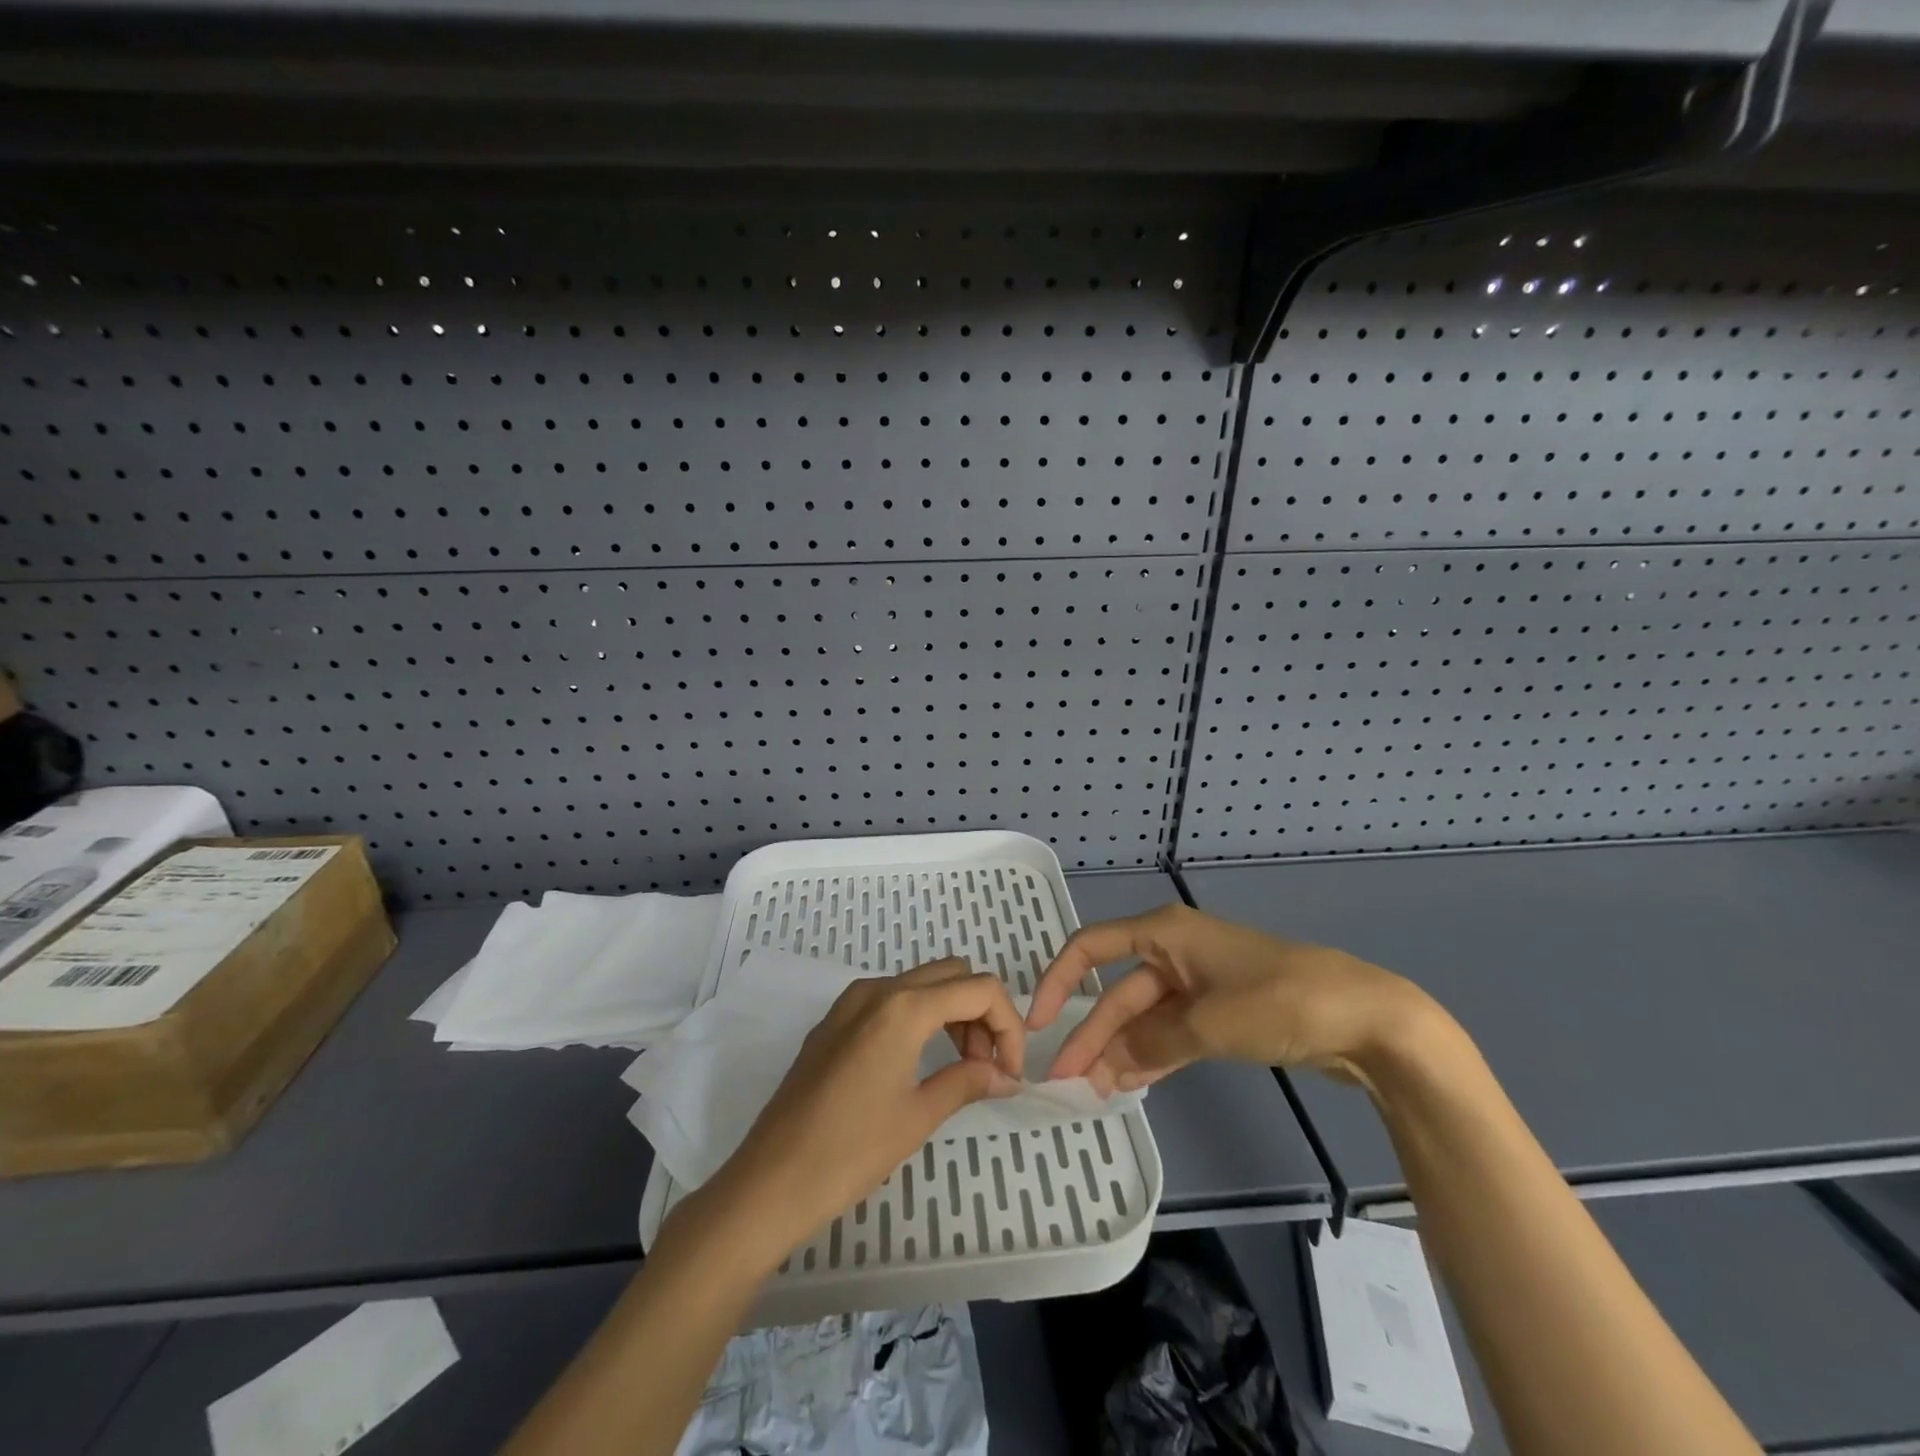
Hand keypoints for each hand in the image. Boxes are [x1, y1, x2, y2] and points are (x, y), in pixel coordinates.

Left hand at [687, 958, 1024, 1270]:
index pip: (980, 989)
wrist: (770, 1181)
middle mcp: (878, 989)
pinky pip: (891, 999)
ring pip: (921, 983)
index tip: (1010, 1072)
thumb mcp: (918, 1116)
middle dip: (980, 1013)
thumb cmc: (850, 1151)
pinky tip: (918, 1062)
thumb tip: (1007, 1076)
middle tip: (985, 1067)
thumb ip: (968, 1082)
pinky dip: (919, 1017)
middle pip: (952, 975)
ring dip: (951, 1013)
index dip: (1008, 1025)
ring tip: (958, 1067)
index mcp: (904, 1006)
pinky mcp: (835, 1020)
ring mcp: (851, 1001)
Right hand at [1028, 903, 1434, 1093]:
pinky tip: (1131, 1084)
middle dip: (1092, 1032)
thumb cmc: (1279, 1000)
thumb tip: (1107, 1067)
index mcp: (1164, 933)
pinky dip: (1152, 1056)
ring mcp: (1198, 983)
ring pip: (1144, 1016)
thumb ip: (1151, 1044)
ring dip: (1120, 1050)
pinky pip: (1172, 1032)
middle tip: (1064, 1079)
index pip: (1091, 946)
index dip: (1058, 979)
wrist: (1365, 1017)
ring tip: (1092, 1090)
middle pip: (1118, 991)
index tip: (1036, 1022)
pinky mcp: (1221, 1012)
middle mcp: (1174, 951)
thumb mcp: (1208, 1022)